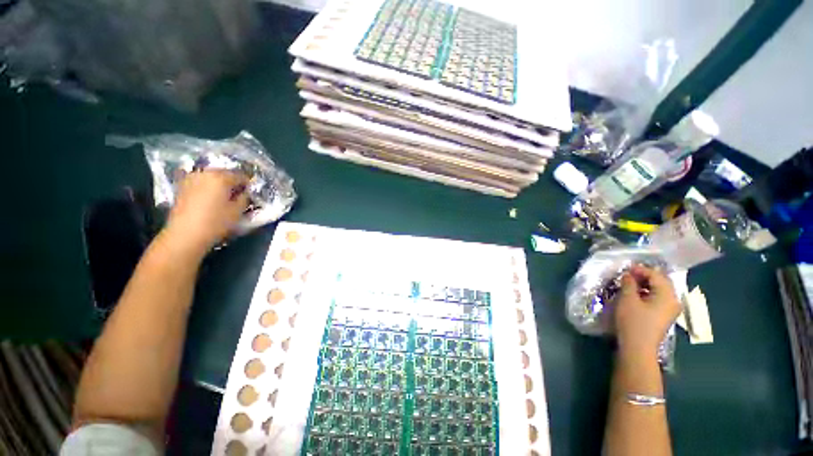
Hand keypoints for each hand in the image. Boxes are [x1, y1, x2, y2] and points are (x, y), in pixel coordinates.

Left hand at [163, 170, 248, 254]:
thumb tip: (244, 192)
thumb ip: (244, 198)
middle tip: (238, 195)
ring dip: (219, 185)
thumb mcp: (238, 211)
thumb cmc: (216, 222)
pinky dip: (207, 188)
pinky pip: (200, 183)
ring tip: (224, 197)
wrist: (185, 234)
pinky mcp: (182, 187)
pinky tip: (210, 199)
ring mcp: (191, 179)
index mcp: (221, 177)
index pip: (240, 176)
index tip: (250, 193)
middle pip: (224, 173)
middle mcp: (205, 173)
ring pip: (211, 177)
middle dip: (232, 182)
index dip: (248, 184)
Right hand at [614, 265, 681, 358]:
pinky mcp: (664, 316)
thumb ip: (629, 283)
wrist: (638, 348)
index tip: (625, 268)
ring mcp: (670, 310)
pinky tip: (635, 295)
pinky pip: (658, 299)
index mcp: (667, 295)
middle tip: (627, 275)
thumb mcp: (627, 299)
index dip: (640, 270)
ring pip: (659, 291)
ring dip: (645, 285)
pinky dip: (647, 293)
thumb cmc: (633, 321)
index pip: (656, 275)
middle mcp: (673, 300)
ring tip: (629, 284)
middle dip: (644, 276)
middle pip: (661, 282)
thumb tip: (629, 275)